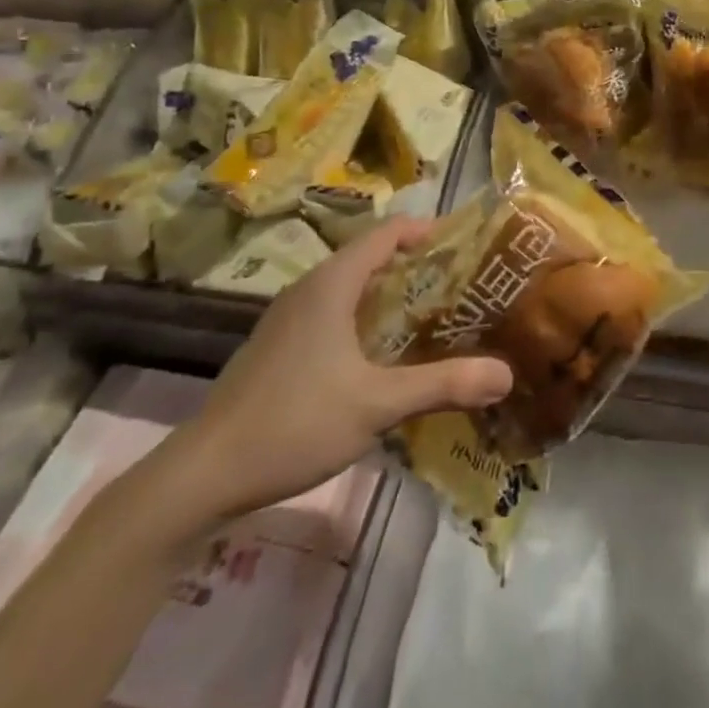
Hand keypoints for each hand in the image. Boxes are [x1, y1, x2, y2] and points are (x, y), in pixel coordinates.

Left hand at [148, 219, 512, 527]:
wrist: (201, 477)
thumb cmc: (293, 422)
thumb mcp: (378, 404)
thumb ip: (443, 384)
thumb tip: (507, 374)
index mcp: (332, 283)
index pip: (387, 232)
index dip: (427, 231)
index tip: (467, 245)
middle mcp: (309, 289)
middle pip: (371, 257)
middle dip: (417, 266)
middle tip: (462, 285)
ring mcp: (289, 319)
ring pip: (351, 288)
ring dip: (392, 294)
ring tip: (435, 316)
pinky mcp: (279, 348)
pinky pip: (334, 313)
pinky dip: (367, 318)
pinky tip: (384, 355)